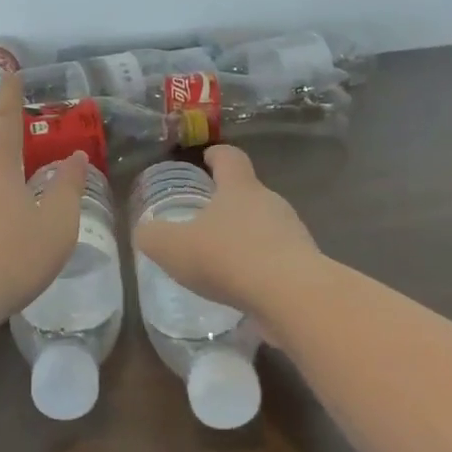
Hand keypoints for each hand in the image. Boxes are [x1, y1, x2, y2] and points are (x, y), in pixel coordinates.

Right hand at [132, 145, 323, 322]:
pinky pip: (277, 260)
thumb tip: (146, 232)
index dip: (217, 155)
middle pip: (249, 193)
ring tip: (222, 260)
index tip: (208, 156)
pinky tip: (244, 289)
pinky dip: (260, 269)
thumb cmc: (228, 257)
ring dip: (246, 238)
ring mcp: (293, 234)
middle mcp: (270, 203)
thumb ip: (153, 236)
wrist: (292, 296)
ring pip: (265, 227)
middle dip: (229, 203)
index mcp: (240, 188)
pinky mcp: (305, 266)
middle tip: (206, 219)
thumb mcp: (173, 247)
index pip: (230, 158)